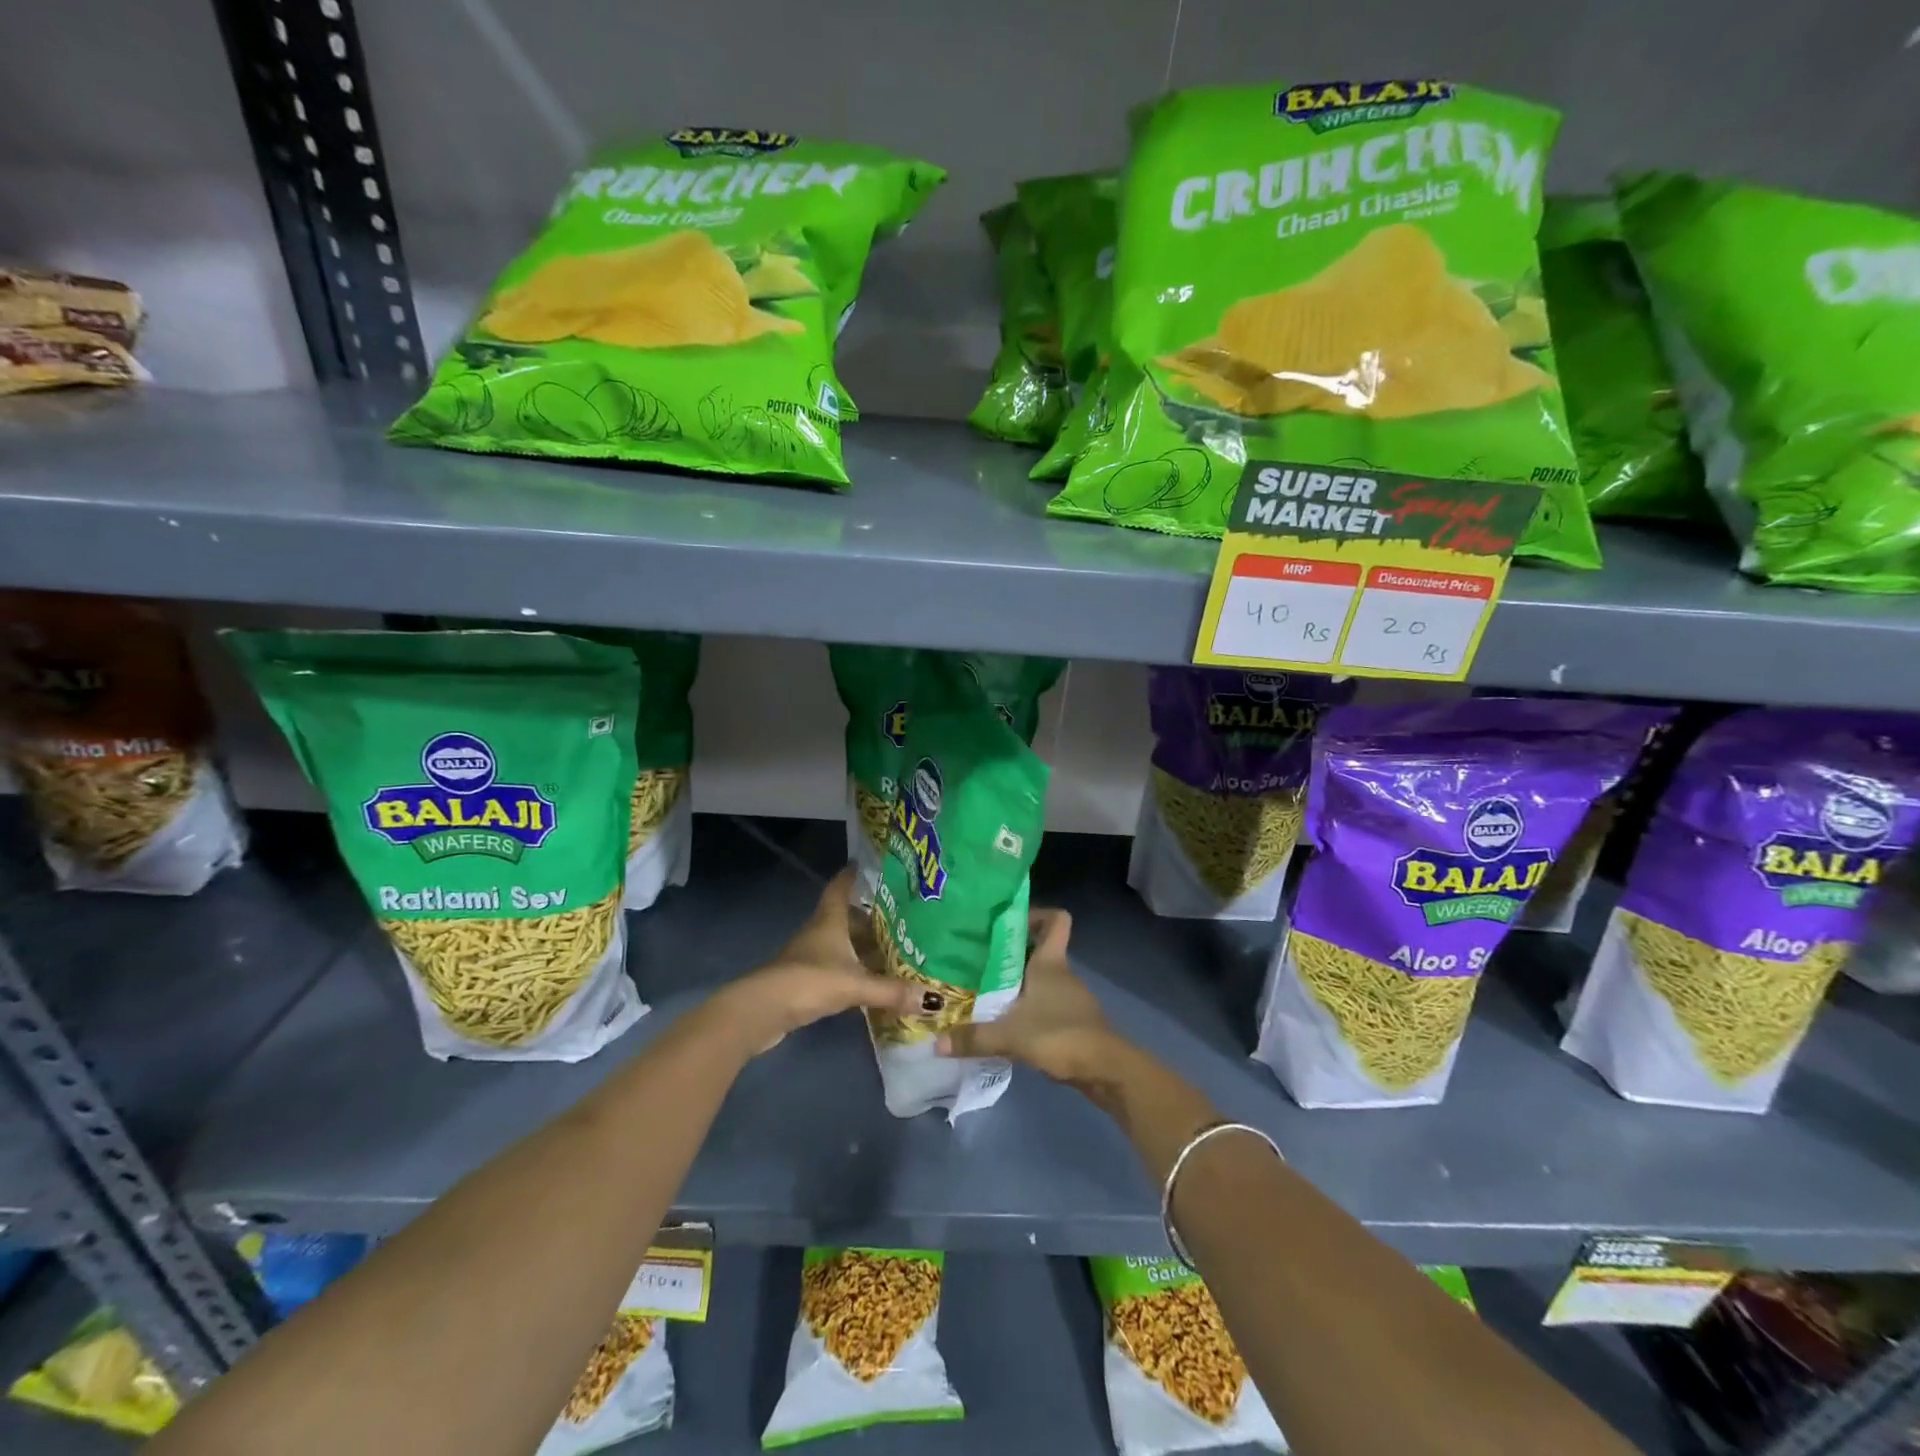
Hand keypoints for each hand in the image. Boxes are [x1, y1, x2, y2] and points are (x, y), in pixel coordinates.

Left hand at [714, 867, 922, 1054]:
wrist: (762, 1011)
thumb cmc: (809, 981)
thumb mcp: (855, 985)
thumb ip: (892, 991)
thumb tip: (934, 999)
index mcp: (829, 920)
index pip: (841, 887)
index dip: (853, 875)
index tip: (868, 865)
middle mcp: (819, 932)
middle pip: (846, 917)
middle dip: (870, 917)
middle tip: (902, 917)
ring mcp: (809, 956)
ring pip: (842, 944)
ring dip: (863, 947)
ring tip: (894, 950)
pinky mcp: (805, 981)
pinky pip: (836, 967)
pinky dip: (854, 971)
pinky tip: (871, 981)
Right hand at [934, 909, 1119, 1084]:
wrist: (1107, 1071)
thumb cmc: (1062, 1035)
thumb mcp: (1011, 1036)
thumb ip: (974, 1038)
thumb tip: (936, 1042)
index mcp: (1051, 962)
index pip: (1056, 919)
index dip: (1036, 914)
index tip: (1006, 922)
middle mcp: (1061, 973)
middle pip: (1039, 948)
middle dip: (1009, 952)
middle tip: (976, 959)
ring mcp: (1069, 997)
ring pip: (1039, 978)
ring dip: (1016, 983)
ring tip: (982, 991)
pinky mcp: (1071, 1021)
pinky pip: (1044, 1003)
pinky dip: (1026, 1008)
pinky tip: (1004, 1023)